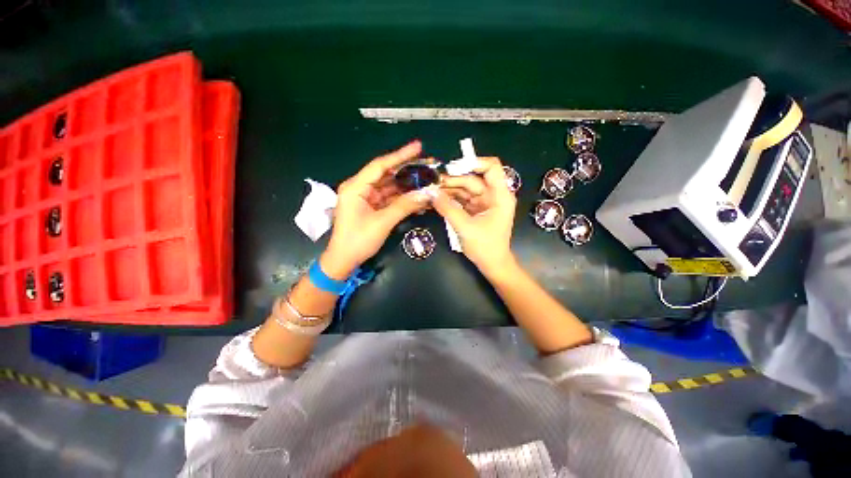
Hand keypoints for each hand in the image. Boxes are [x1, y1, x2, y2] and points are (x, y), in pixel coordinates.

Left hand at [322, 141, 431, 278]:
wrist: (344, 260)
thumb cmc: (358, 241)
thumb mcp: (382, 223)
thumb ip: (404, 206)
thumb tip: (426, 194)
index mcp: (356, 187)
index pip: (380, 165)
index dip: (400, 155)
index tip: (418, 146)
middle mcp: (360, 188)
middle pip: (386, 174)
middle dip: (407, 171)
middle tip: (427, 167)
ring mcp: (366, 198)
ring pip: (389, 187)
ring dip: (406, 186)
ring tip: (426, 181)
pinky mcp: (371, 207)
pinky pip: (389, 198)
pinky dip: (402, 198)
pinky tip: (416, 197)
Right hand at [433, 157, 517, 276]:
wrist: (492, 265)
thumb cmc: (485, 247)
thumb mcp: (465, 227)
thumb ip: (447, 208)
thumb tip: (430, 192)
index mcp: (500, 196)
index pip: (491, 168)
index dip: (473, 162)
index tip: (452, 167)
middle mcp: (493, 195)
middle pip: (473, 179)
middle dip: (453, 180)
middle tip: (433, 183)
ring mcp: (484, 202)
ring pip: (465, 189)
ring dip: (449, 189)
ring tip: (432, 190)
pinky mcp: (476, 210)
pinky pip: (463, 199)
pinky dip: (451, 198)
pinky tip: (438, 198)